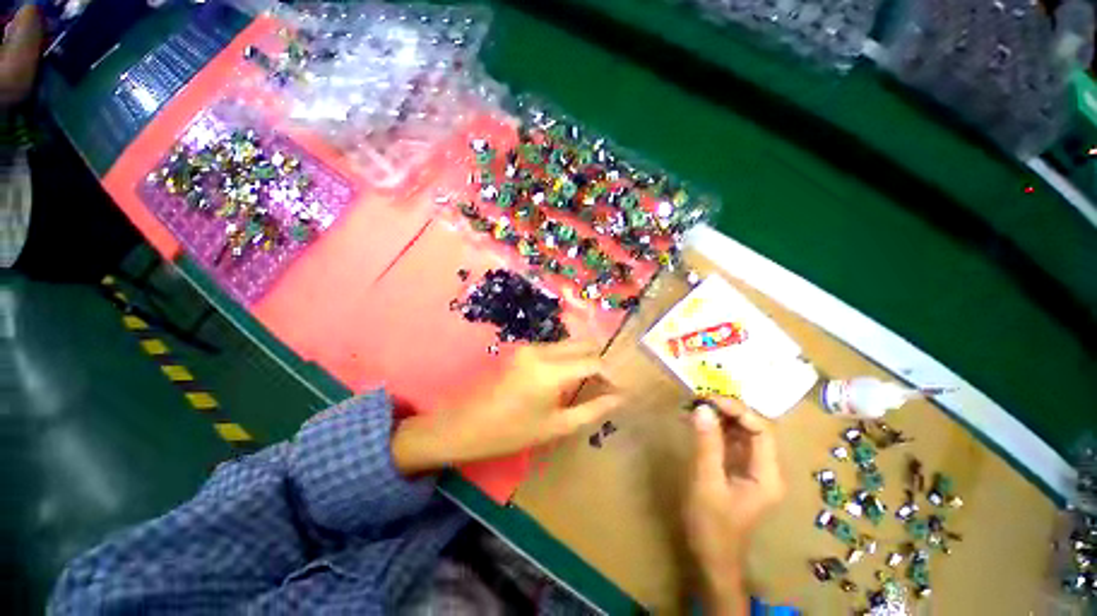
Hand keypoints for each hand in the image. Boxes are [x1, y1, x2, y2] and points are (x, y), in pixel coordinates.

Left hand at [391, 341, 622, 474]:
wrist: (466, 424)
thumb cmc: (512, 431)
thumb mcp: (557, 426)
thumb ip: (592, 409)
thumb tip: (619, 398)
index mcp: (552, 370)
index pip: (594, 361)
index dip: (611, 374)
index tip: (621, 390)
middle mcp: (543, 350)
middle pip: (583, 344)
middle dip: (599, 361)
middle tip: (606, 386)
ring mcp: (530, 347)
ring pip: (569, 344)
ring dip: (584, 359)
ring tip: (590, 384)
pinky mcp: (523, 350)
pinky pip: (555, 348)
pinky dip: (568, 359)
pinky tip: (568, 379)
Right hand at [684, 398, 784, 614]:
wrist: (711, 557)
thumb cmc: (711, 525)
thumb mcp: (706, 482)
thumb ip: (707, 444)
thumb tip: (702, 408)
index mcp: (768, 475)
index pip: (762, 431)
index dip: (739, 410)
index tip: (710, 400)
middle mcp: (765, 468)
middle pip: (753, 428)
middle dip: (728, 411)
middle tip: (700, 399)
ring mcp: (752, 469)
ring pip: (741, 432)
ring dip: (720, 417)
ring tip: (695, 406)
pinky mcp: (737, 469)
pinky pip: (730, 441)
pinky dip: (714, 429)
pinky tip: (696, 421)